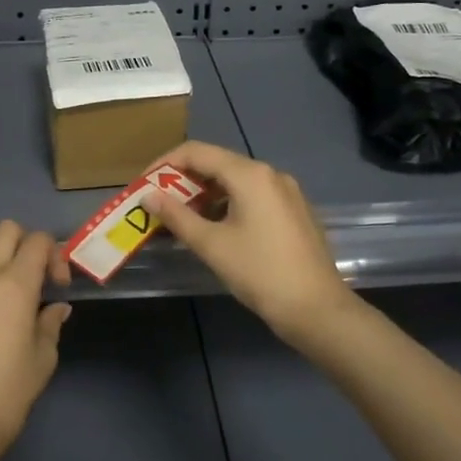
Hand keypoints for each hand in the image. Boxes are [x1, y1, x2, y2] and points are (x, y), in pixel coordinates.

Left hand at [0, 221, 71, 460]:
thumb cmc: (10, 391)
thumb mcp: (44, 357)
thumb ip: (50, 323)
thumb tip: (56, 307)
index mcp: (17, 285)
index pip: (39, 241)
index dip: (54, 256)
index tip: (56, 285)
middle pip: (7, 229)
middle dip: (25, 244)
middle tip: (30, 275)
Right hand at [148, 141, 358, 347]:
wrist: (317, 309)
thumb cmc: (260, 273)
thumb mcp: (211, 245)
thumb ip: (177, 216)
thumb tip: (148, 196)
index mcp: (250, 175)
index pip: (196, 152)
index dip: (164, 163)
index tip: (143, 185)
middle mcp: (270, 174)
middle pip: (217, 163)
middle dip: (184, 180)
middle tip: (159, 203)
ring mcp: (286, 191)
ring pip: (236, 180)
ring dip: (205, 193)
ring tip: (183, 218)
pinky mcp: (294, 210)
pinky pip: (254, 195)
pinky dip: (228, 203)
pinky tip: (216, 227)